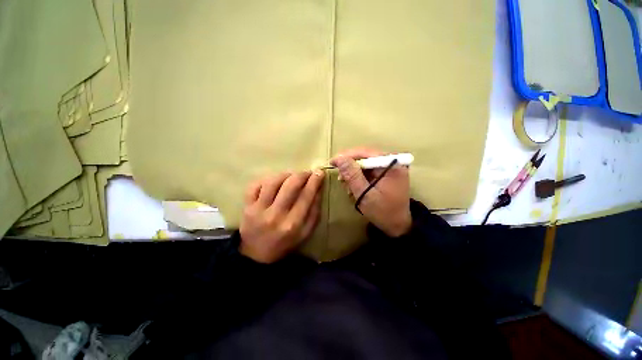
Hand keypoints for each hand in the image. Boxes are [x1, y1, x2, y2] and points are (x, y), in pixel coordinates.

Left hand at [239, 170, 324, 262]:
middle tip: (307, 173)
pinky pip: (255, 185)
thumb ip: (314, 211)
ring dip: (285, 174)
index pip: (306, 196)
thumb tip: (318, 189)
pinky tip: (274, 181)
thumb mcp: (306, 232)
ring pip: (272, 182)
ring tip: (291, 176)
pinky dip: (266, 179)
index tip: (319, 172)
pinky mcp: (247, 206)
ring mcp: (258, 210)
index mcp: (293, 224)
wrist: (257, 255)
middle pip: (290, 186)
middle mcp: (276, 215)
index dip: (314, 181)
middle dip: (301, 175)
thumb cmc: (285, 243)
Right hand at [331, 148, 411, 236]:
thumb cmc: (382, 212)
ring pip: (365, 163)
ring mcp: (389, 167)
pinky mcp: (386, 173)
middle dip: (350, 167)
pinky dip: (359, 177)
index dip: (347, 156)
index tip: (332, 162)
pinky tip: (354, 187)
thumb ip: (352, 176)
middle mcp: (392, 162)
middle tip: (340, 179)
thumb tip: (340, 158)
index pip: (366, 152)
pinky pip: (368, 169)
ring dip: (353, 173)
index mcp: (392, 165)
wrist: (397, 225)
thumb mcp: (365, 194)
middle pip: (365, 156)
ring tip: (348, 187)